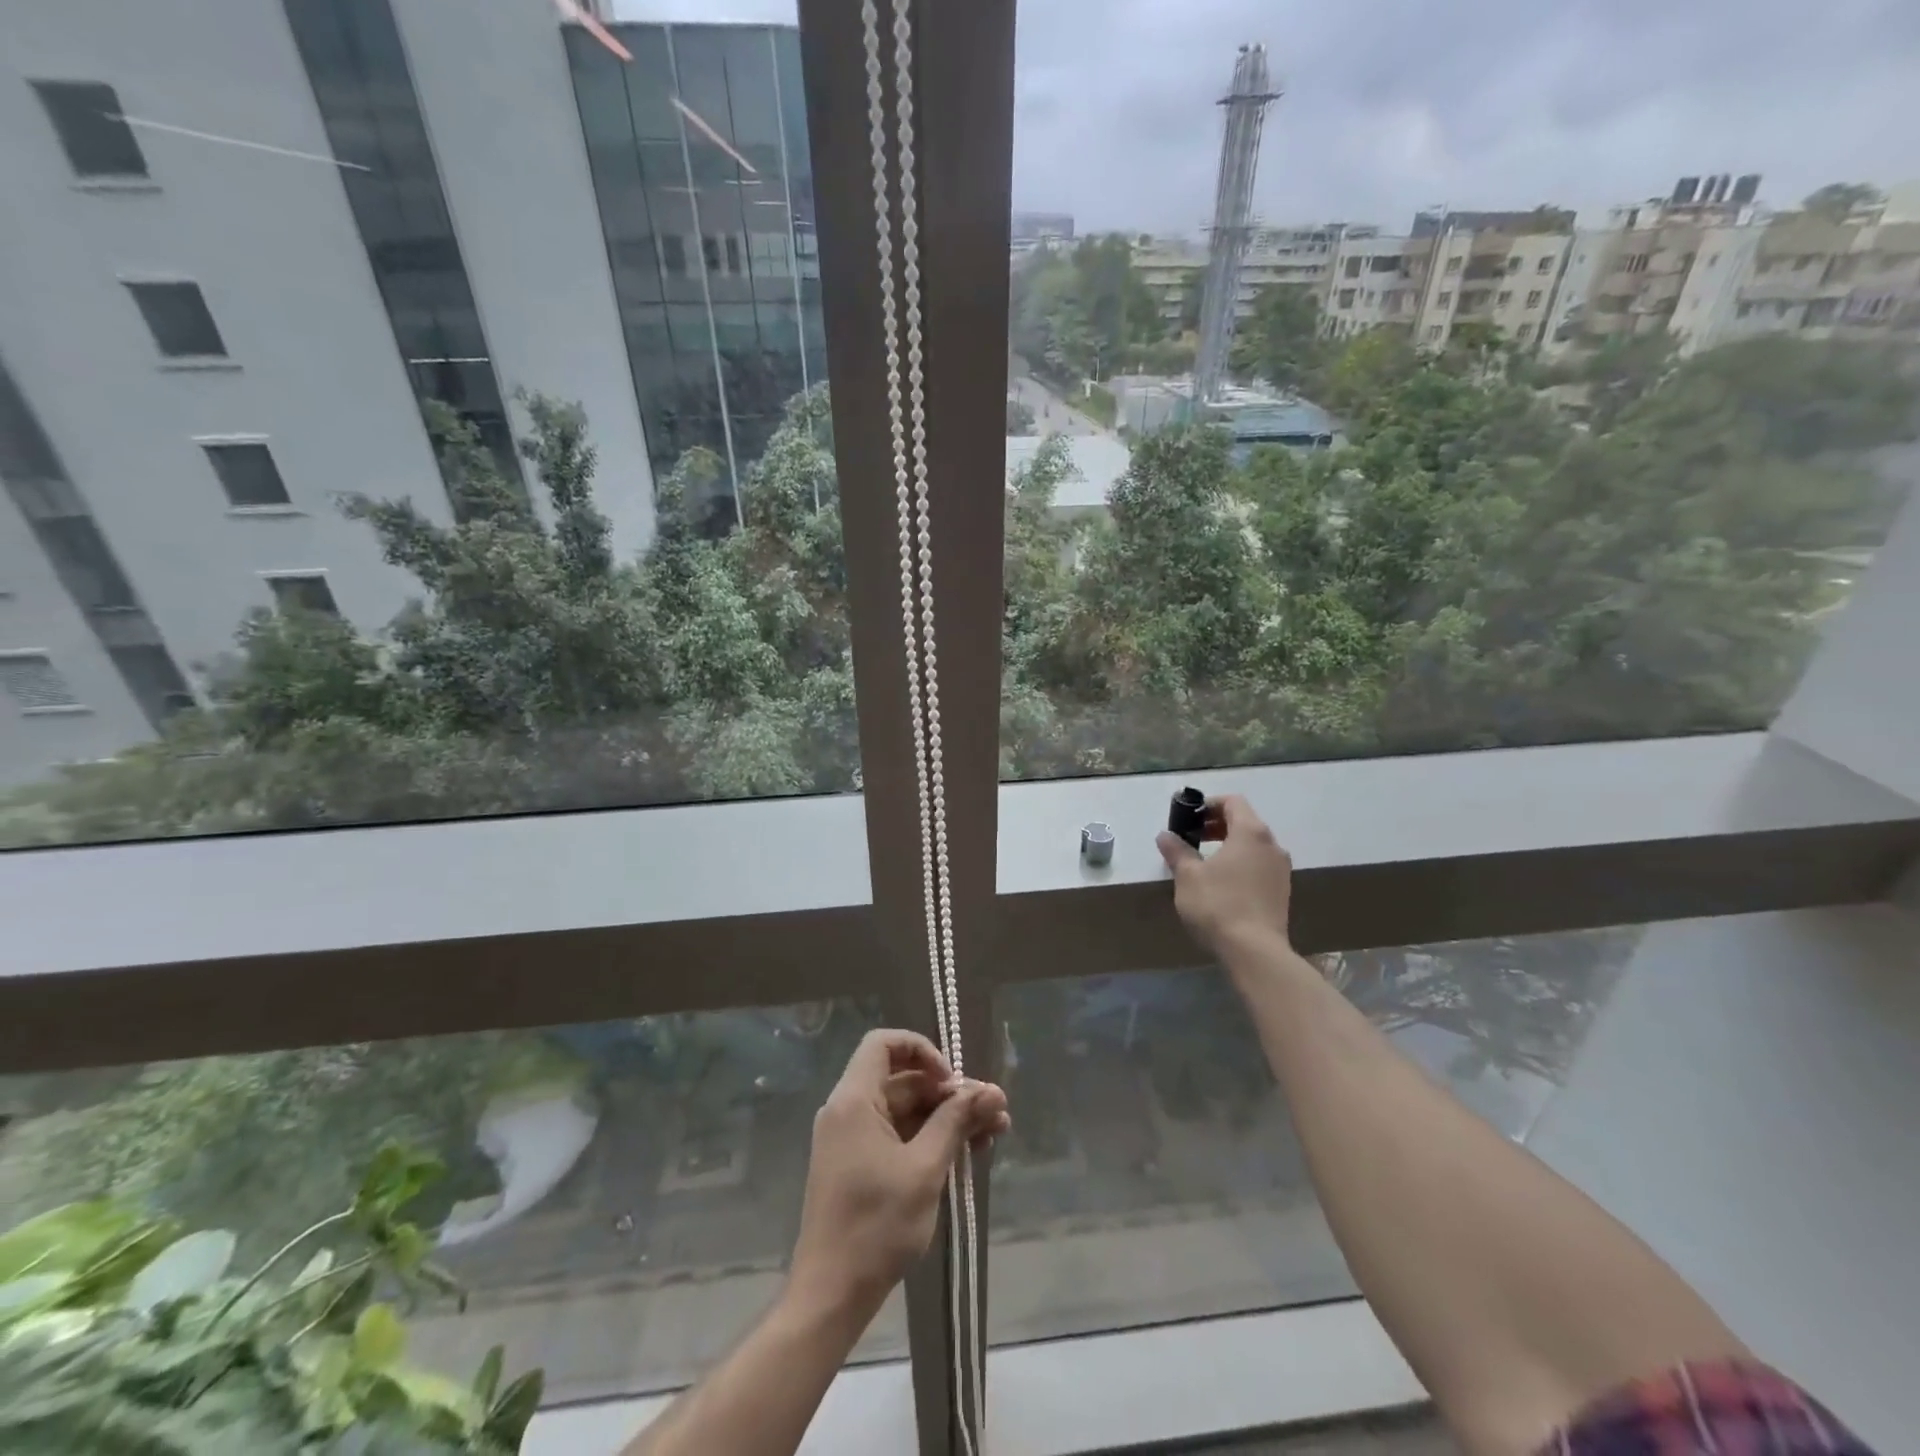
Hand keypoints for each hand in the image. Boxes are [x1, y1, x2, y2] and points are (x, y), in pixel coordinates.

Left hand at [789, 1029, 1009, 1319]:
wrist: (831, 1295)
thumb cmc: (876, 1225)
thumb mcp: (925, 1169)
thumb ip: (956, 1122)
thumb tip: (990, 1091)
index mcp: (854, 1100)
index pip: (884, 1044)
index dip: (922, 1051)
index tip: (952, 1080)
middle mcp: (849, 1110)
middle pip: (903, 1081)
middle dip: (950, 1092)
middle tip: (994, 1111)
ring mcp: (853, 1140)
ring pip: (906, 1111)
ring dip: (948, 1117)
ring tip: (995, 1132)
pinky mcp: (860, 1166)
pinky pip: (899, 1136)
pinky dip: (931, 1139)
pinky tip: (968, 1152)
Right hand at [1155, 794, 1293, 954]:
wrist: (1255, 951)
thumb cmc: (1218, 904)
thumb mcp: (1188, 876)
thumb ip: (1177, 851)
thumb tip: (1165, 836)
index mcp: (1251, 832)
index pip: (1233, 802)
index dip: (1209, 804)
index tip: (1189, 817)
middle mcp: (1272, 845)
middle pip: (1245, 821)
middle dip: (1217, 825)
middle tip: (1192, 837)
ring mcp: (1281, 869)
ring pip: (1253, 845)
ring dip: (1229, 845)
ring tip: (1204, 861)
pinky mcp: (1282, 891)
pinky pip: (1259, 864)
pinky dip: (1241, 863)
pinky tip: (1222, 883)